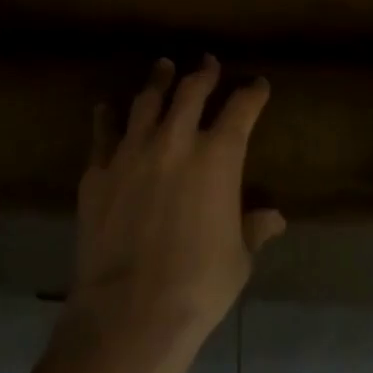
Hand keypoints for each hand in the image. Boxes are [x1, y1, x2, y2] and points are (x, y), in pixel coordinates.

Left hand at [64, 55, 285, 361]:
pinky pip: (104, 132)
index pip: (241, 109)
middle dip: (204, 73)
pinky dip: (108, 116)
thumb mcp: (239, 257)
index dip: (252, 93)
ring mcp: (132, 151)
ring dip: (158, 80)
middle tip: (208, 62)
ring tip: (163, 67)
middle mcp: (175, 141)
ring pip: (147, 101)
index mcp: (218, 156)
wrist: (129, 311)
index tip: (257, 84)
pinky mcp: (98, 171)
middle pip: (191, 91)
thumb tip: (274, 217)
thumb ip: (254, 228)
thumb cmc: (198, 285)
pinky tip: (107, 107)